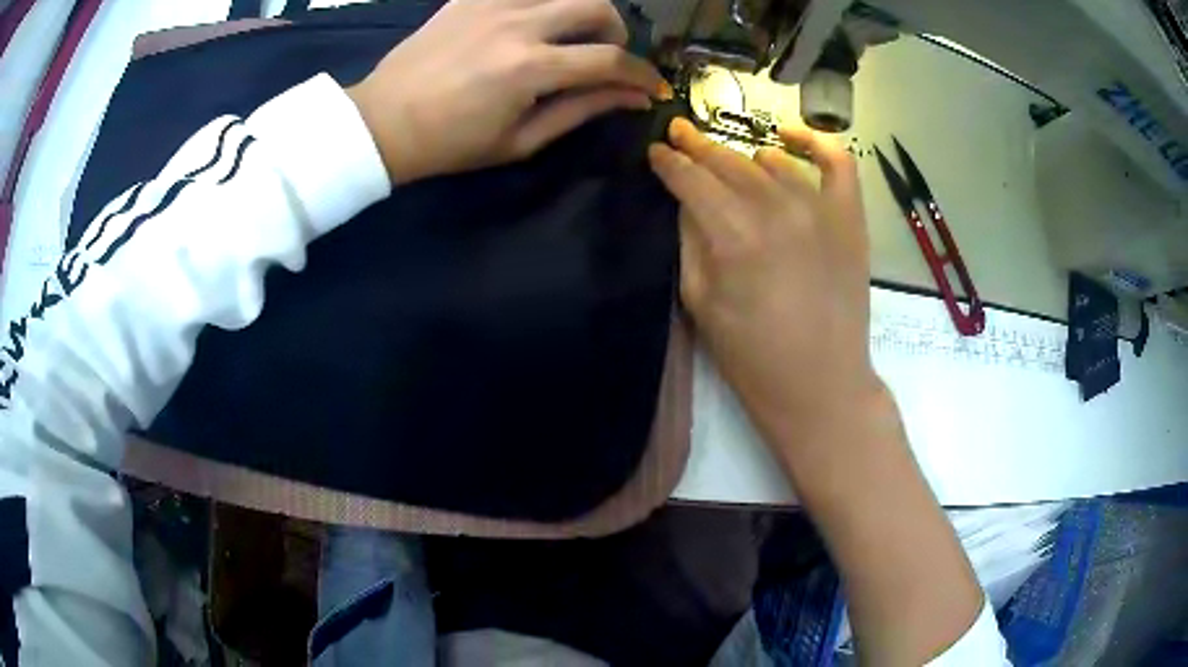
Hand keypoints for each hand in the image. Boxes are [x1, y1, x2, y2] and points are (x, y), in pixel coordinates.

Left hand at [347, 0, 667, 183]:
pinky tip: (534, 21)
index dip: (641, 73)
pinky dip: (542, 1)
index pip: (610, 59)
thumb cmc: (450, 144)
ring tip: (570, 34)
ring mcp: (491, 4)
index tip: (651, 86)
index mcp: (530, 68)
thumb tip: (633, 97)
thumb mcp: (521, 140)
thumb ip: (581, 110)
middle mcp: (518, 24)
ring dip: (581, 10)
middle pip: (596, 7)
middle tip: (604, 55)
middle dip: (616, 32)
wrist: (383, 122)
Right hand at [648, 118, 878, 443]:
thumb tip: (688, 198)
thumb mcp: (699, 302)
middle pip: (728, 161)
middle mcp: (777, 209)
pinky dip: (815, 141)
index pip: (691, 178)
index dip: (669, 161)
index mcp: (734, 236)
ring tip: (731, 167)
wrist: (820, 384)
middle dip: (698, 146)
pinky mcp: (850, 217)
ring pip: (771, 161)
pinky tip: (791, 137)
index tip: (656, 150)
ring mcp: (820, 209)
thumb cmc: (751, 355)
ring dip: (744, 158)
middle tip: (680, 135)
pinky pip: (838, 161)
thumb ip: (690, 239)